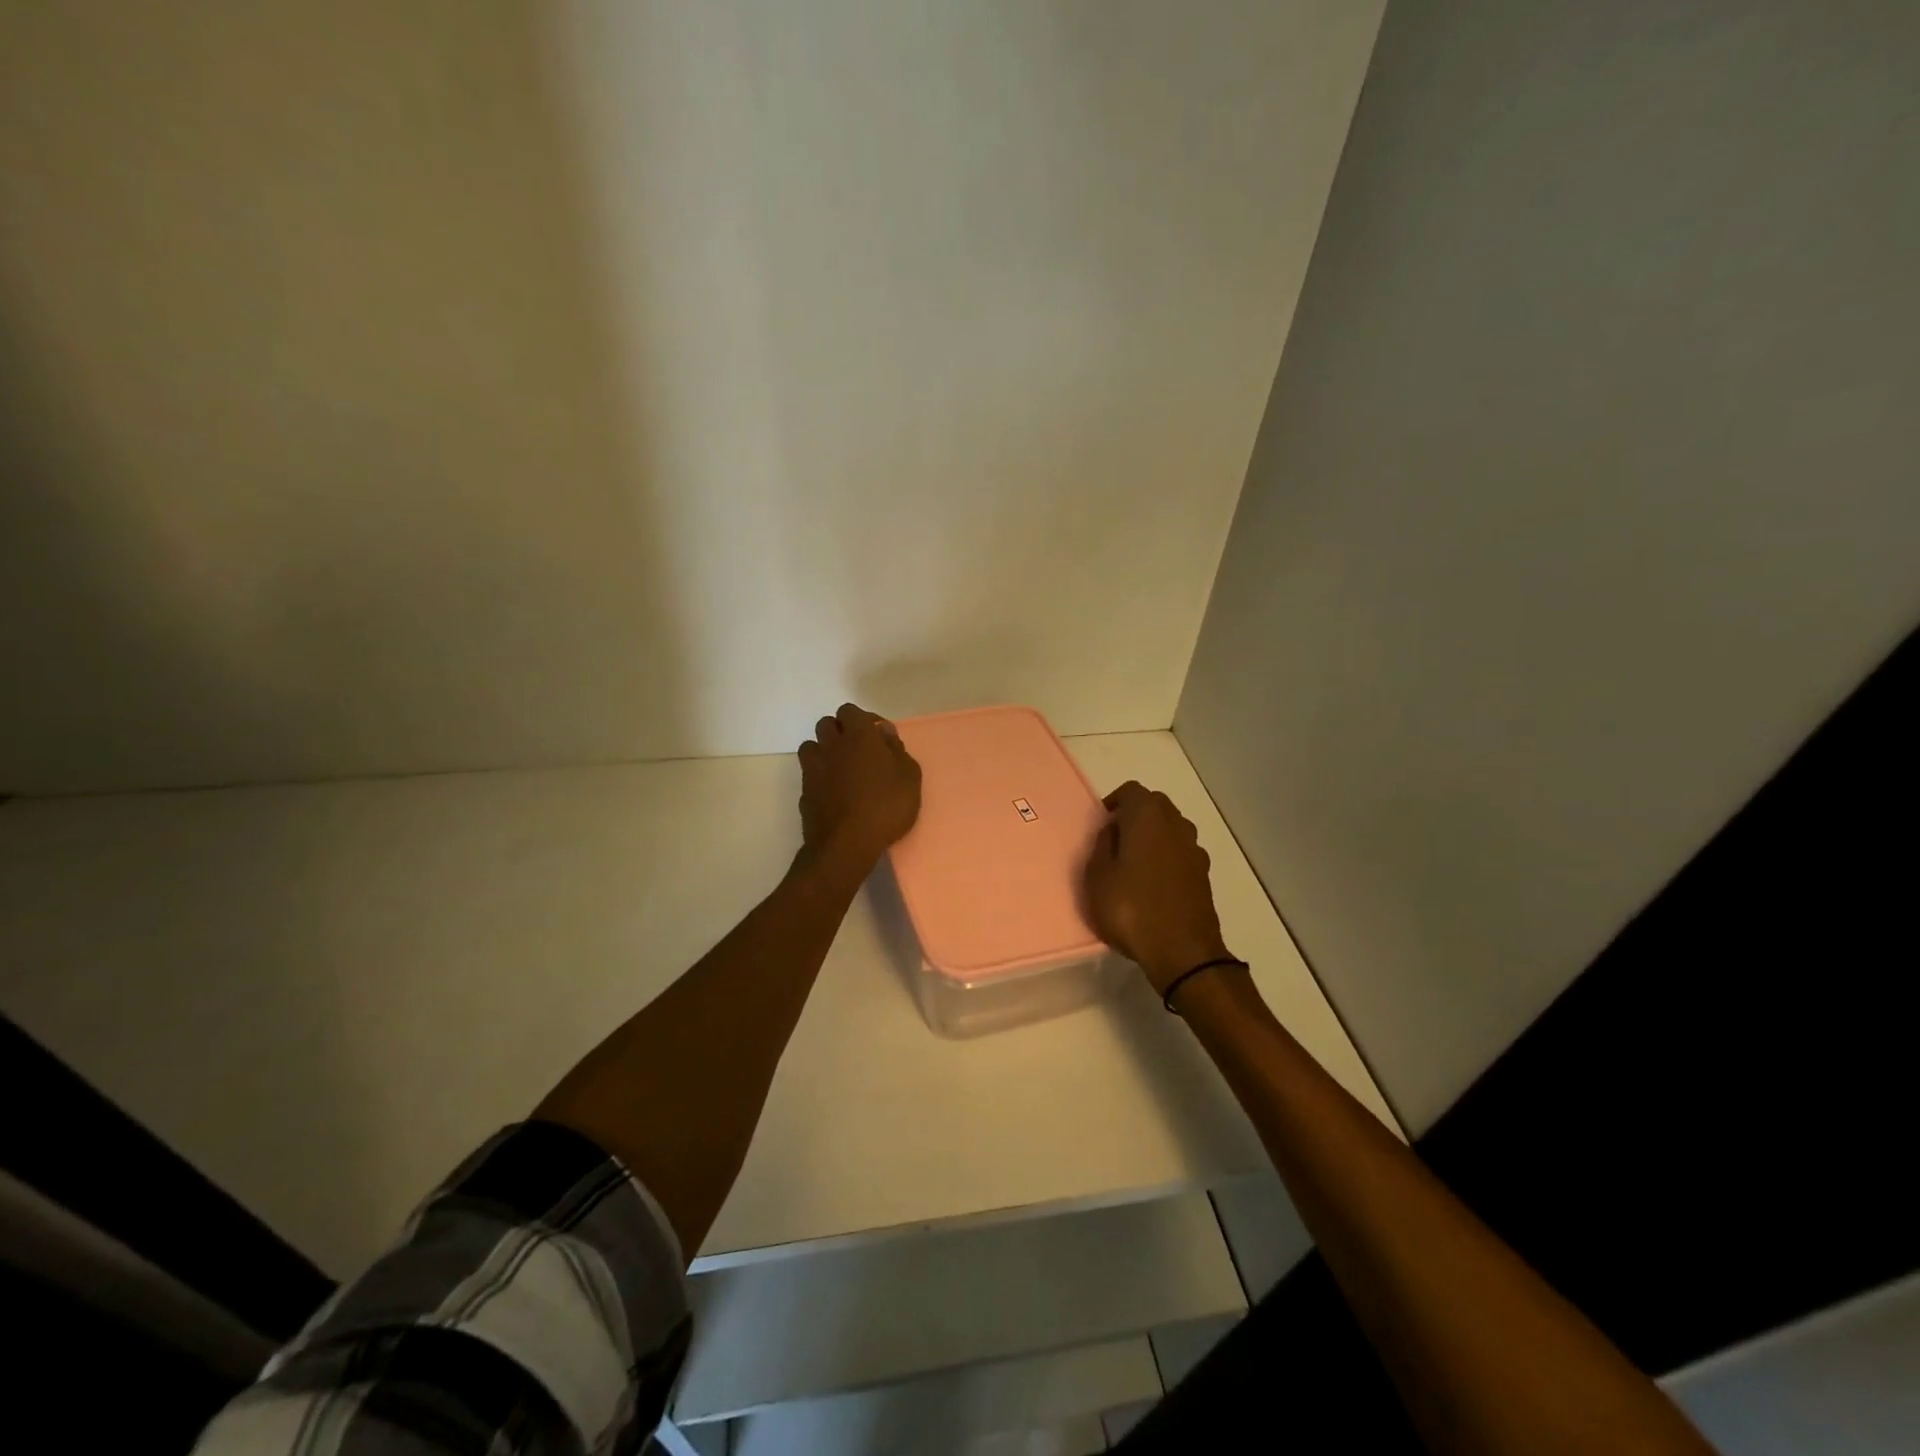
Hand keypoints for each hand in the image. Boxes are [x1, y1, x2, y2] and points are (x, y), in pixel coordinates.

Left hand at [796, 703, 922, 874]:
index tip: (878, 737)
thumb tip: (884, 732)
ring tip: (842, 769)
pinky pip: (809, 773)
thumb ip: (897, 750)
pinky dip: (819, 776)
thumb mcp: (909, 778)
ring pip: (812, 745)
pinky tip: (834, 792)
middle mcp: (831, 745)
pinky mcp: (804, 791)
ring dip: (825, 751)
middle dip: (841, 731)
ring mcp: (813, 768)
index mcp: (858, 736)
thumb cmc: (886, 807)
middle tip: (859, 750)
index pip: (850, 711)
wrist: (847, 844)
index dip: (863, 719)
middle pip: (827, 724)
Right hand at [1085, 780, 1234, 994]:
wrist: (1183, 952)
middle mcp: (1176, 824)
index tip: (1101, 824)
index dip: (1114, 802)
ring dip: (1153, 836)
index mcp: (1148, 816)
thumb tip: (1113, 830)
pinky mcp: (1203, 874)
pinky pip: (1180, 852)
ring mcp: (1194, 849)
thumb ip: (1102, 845)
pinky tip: (1152, 883)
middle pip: (1155, 805)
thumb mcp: (1097, 877)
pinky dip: (1166, 857)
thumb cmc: (1131, 909)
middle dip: (1135, 815)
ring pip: (1170, 828)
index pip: (1131, 790)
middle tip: (1114, 840)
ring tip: (1132, 863)